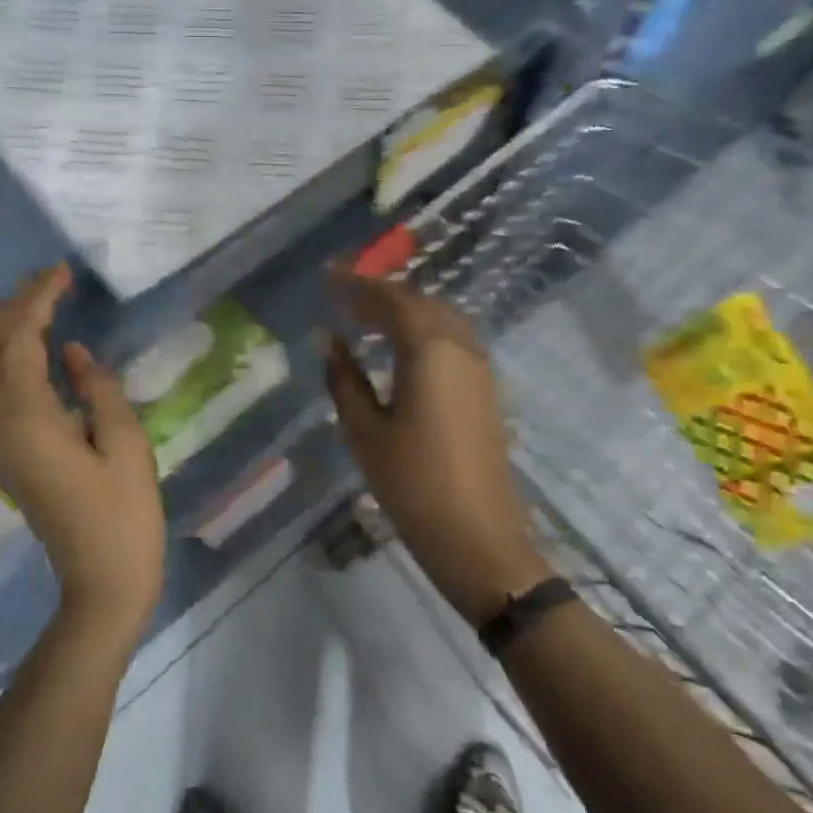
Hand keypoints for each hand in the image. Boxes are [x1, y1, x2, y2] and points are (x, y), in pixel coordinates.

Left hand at [0, 264, 165, 637]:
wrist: (100, 581)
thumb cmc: (123, 514)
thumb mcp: (125, 444)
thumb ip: (97, 390)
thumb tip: (70, 352)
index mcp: (29, 417)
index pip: (21, 340)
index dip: (38, 300)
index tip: (62, 272)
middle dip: (10, 308)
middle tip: (43, 281)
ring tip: (11, 304)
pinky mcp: (2, 455)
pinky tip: (6, 354)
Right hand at [324, 272, 545, 624]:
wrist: (477, 535)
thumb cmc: (411, 483)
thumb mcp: (364, 430)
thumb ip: (344, 378)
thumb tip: (327, 339)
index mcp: (429, 350)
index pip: (390, 300)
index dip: (356, 285)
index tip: (326, 277)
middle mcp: (460, 347)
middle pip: (419, 303)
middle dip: (380, 295)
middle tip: (344, 300)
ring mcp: (479, 368)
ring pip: (441, 319)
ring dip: (405, 311)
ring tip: (368, 321)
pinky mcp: (486, 389)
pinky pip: (453, 340)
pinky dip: (424, 331)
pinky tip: (402, 350)